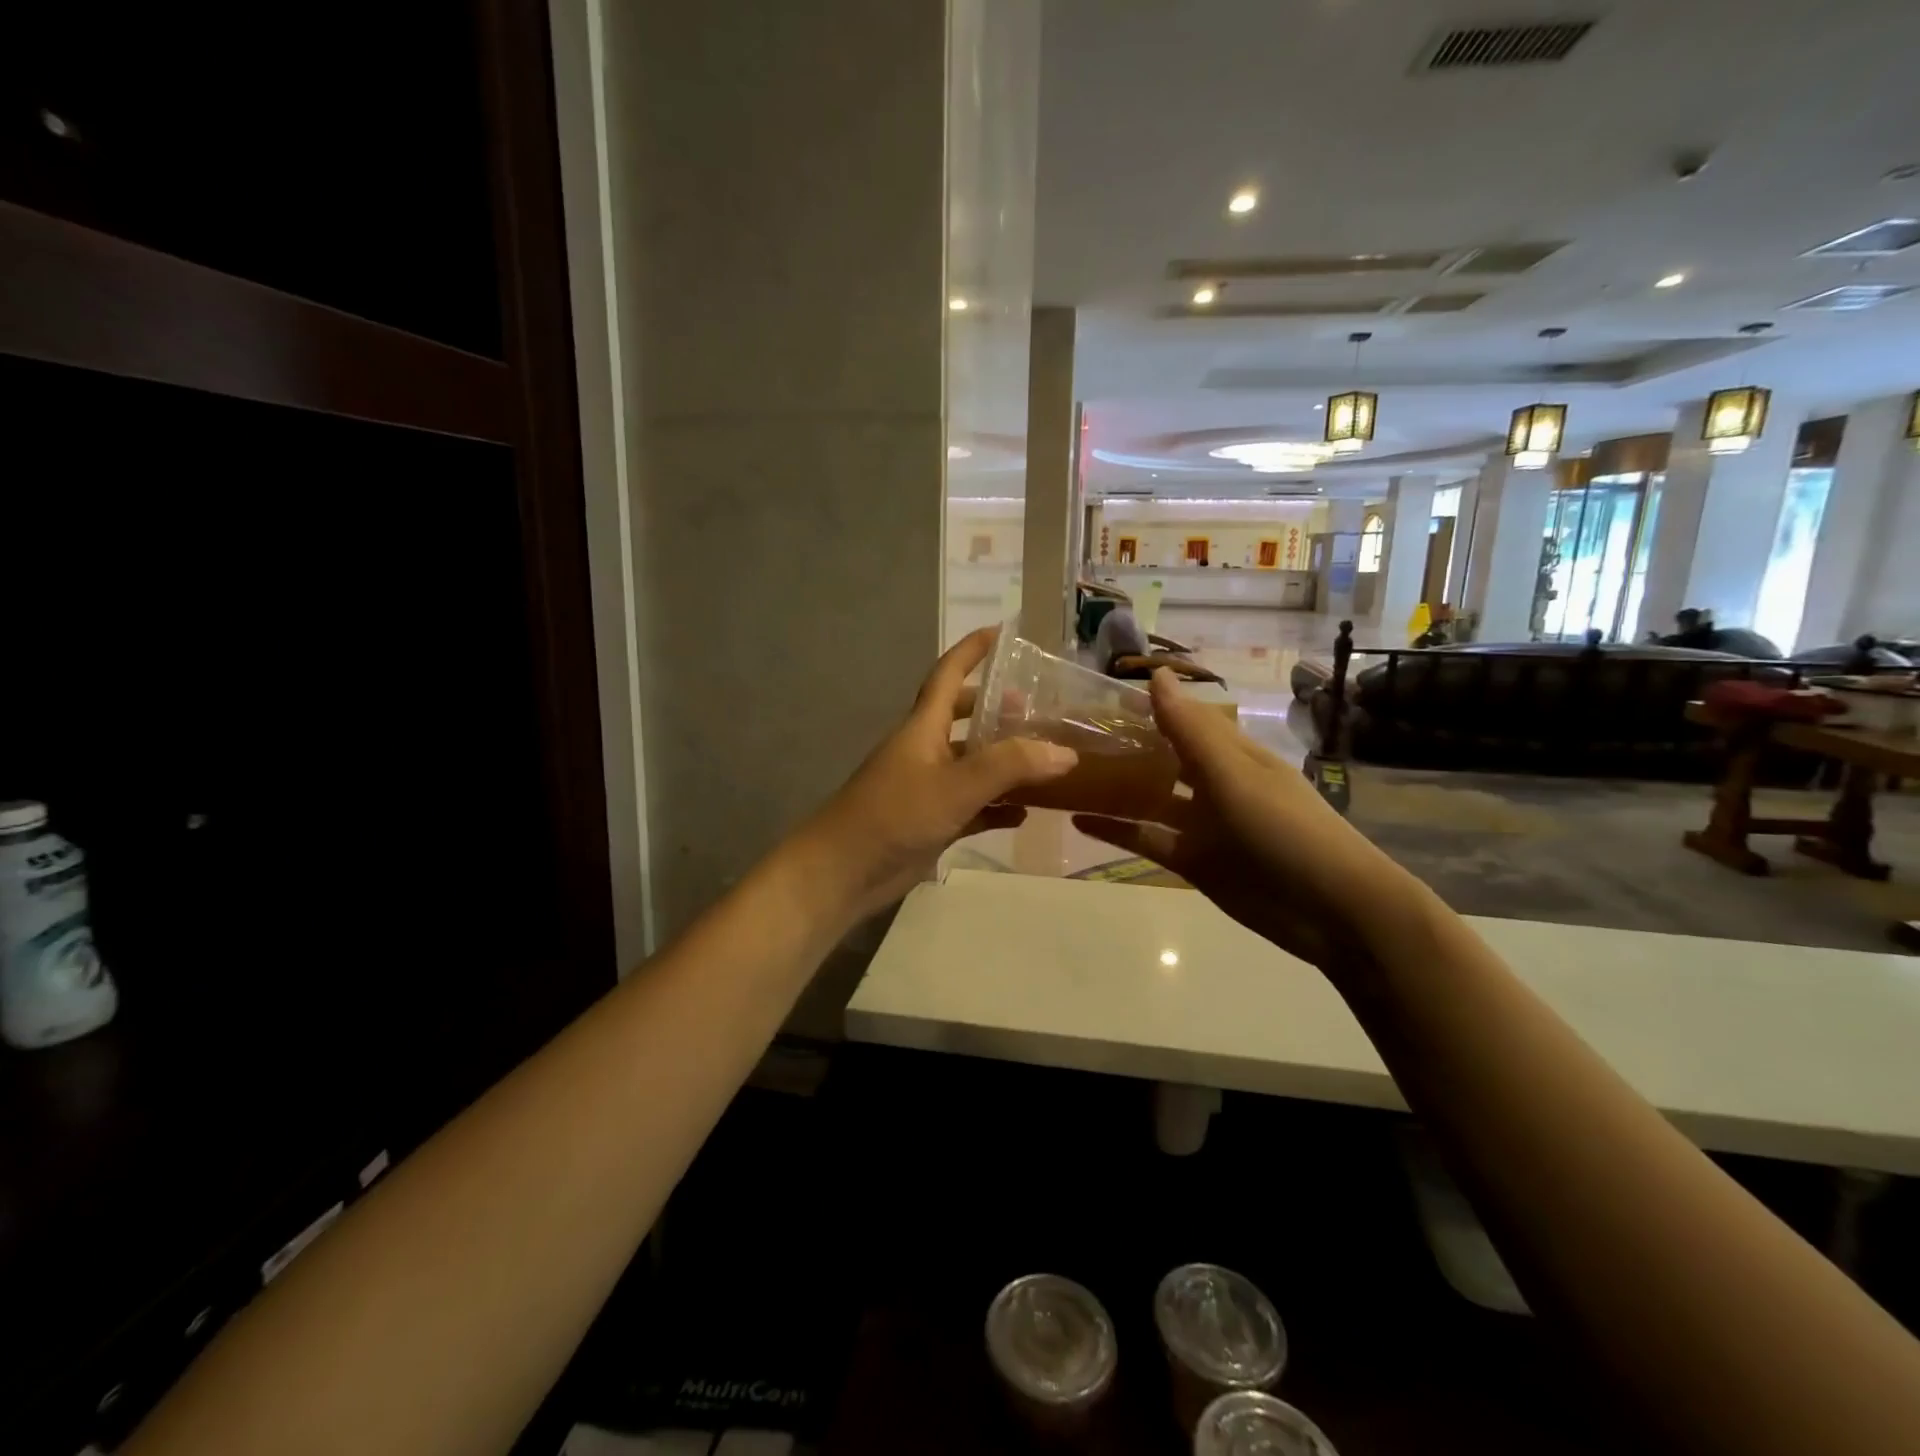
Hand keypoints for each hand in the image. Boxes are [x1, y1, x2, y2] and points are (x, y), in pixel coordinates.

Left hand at [799, 627, 1078, 920]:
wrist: (844, 871)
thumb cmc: (895, 815)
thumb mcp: (956, 785)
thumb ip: (1009, 766)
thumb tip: (1065, 752)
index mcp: (923, 727)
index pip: (948, 675)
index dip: (971, 650)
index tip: (1001, 631)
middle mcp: (926, 750)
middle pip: (963, 718)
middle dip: (996, 709)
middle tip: (1038, 710)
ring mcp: (928, 788)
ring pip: (972, 764)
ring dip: (1004, 760)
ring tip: (1045, 758)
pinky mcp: (932, 822)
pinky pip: (974, 807)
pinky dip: (998, 806)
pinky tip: (1026, 813)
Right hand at [1073, 669, 1422, 971]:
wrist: (1332, 911)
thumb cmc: (1286, 830)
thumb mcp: (1234, 775)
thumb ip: (1190, 730)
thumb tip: (1156, 673)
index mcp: (1231, 753)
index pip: (1182, 719)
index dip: (1143, 706)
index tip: (1093, 697)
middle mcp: (1213, 783)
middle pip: (1161, 757)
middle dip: (1122, 746)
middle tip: (1066, 735)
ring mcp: (1202, 824)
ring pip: (1149, 798)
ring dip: (1113, 787)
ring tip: (1064, 773)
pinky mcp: (1192, 860)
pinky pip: (1147, 838)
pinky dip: (1116, 830)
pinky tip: (1078, 820)